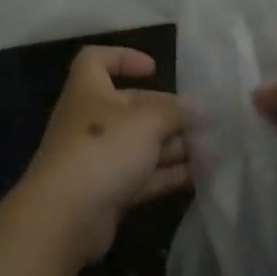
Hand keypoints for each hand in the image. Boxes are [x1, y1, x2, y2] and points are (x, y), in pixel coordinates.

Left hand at [16, 45, 193, 265]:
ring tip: (211, 150)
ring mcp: (98, 158)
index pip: (96, 60)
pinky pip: (142, 175)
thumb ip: (175, 112)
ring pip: (140, 144)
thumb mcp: (146, 121)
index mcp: (89, 90)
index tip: (154, 70)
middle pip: (131, 107)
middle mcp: (91, 120)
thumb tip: (198, 107)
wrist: (65, 217)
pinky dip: (168, 173)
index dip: (123, 58)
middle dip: (167, 112)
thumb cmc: (102, 149)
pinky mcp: (107, 192)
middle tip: (203, 121)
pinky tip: (199, 175)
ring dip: (174, 145)